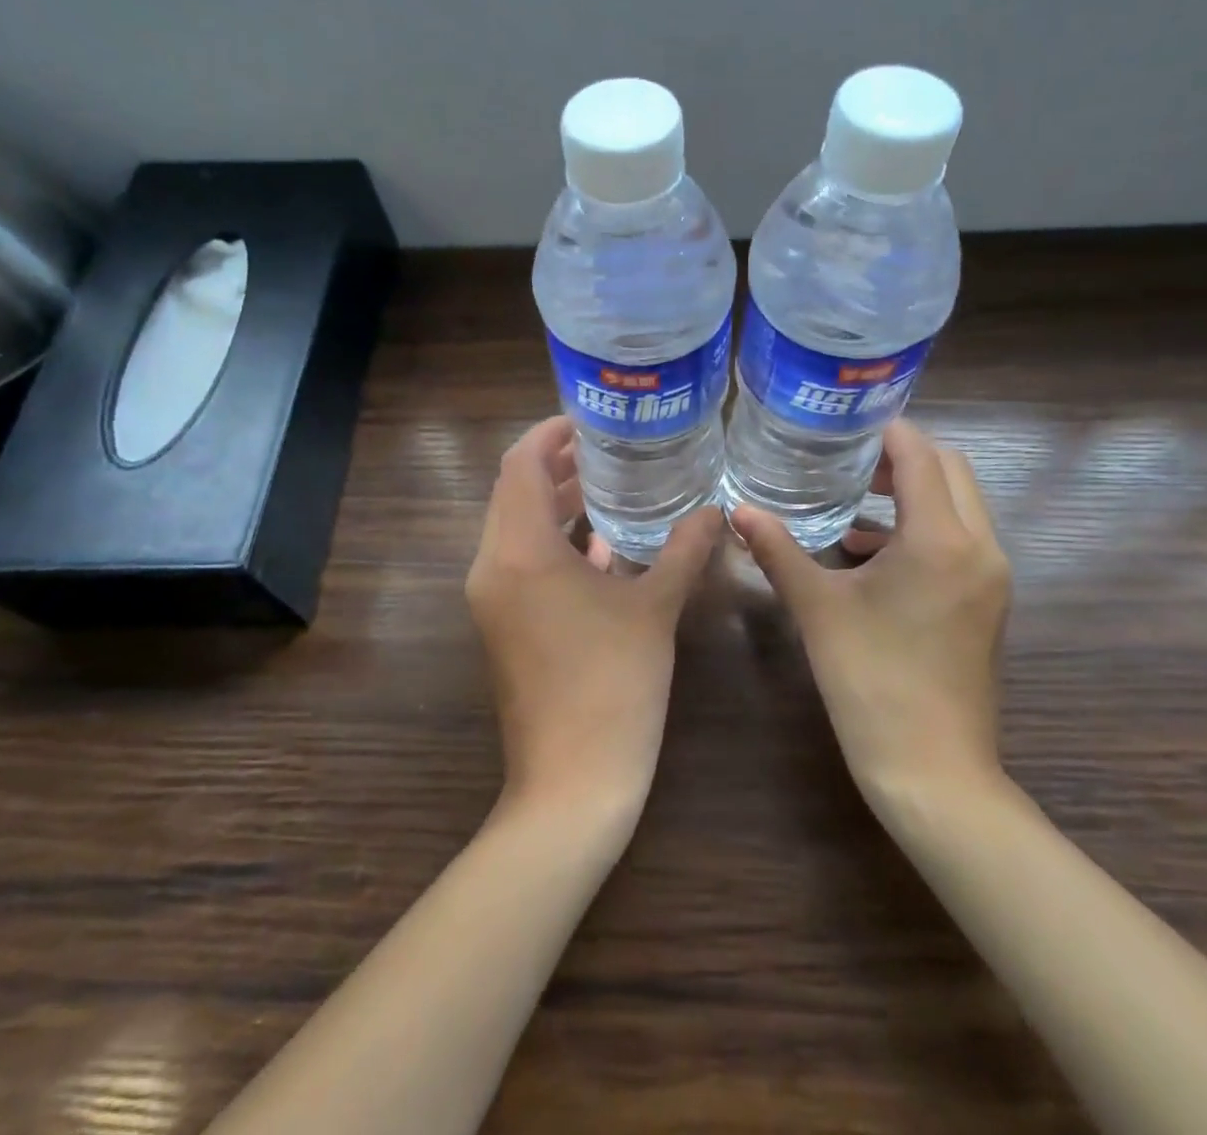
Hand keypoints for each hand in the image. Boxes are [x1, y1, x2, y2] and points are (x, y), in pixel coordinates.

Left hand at [466, 416, 723, 821]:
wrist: (571, 785)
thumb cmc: (614, 687)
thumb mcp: (655, 610)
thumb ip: (684, 551)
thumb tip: (714, 511)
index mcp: (520, 552)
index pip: (519, 465)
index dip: (549, 434)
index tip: (588, 421)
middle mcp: (492, 567)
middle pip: (512, 493)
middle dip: (554, 465)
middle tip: (606, 448)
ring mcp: (491, 600)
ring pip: (515, 529)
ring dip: (553, 504)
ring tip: (606, 485)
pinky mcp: (502, 626)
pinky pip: (521, 564)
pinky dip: (553, 543)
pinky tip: (600, 546)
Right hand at [731, 417, 1011, 803]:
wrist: (933, 770)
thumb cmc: (871, 681)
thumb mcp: (818, 608)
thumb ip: (778, 550)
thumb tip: (738, 511)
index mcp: (941, 539)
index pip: (921, 455)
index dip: (886, 431)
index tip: (845, 424)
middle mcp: (980, 547)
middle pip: (951, 470)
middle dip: (903, 456)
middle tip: (849, 460)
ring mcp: (992, 577)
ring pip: (961, 505)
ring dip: (915, 491)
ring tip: (856, 501)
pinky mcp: (989, 602)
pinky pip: (961, 539)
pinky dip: (924, 527)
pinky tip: (871, 553)